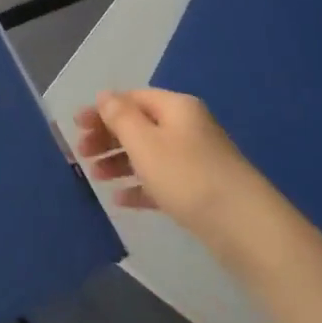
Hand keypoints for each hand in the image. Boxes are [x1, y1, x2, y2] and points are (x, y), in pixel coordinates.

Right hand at [75, 89, 271, 237]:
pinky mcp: (200, 191)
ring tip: (96, 178)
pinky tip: (121, 200)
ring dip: (120, 162)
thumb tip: (105, 95)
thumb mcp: (145, 142)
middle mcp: (187, 128)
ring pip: (149, 154)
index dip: (103, 110)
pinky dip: (140, 186)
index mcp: (176, 108)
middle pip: (140, 125)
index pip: (133, 98)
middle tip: (81, 154)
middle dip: (108, 137)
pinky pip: (162, 181)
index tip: (76, 127)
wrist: (244, 227)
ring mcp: (196, 160)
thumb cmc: (188, 176)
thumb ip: (121, 117)